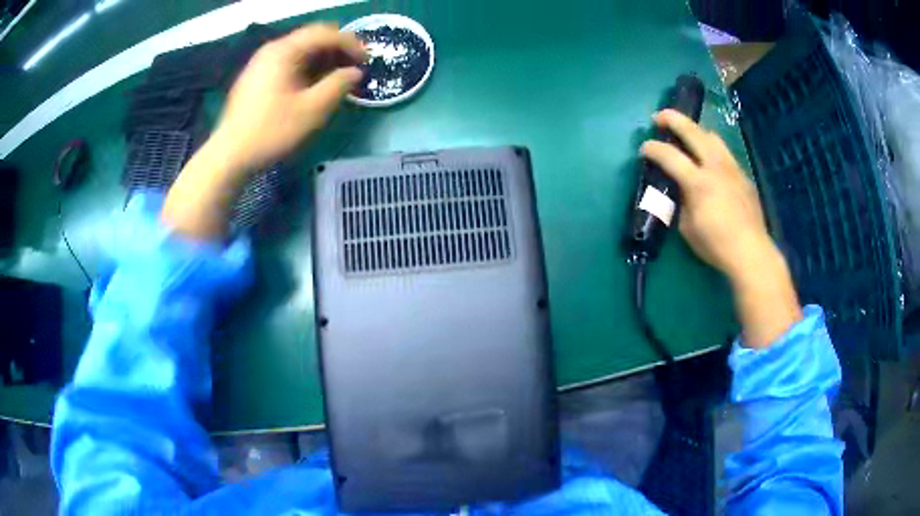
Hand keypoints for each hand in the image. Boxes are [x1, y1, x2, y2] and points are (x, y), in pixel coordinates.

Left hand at [211, 23, 365, 172]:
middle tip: (355, 66)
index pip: (325, 34)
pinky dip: (307, 67)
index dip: (350, 44)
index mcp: (284, 51)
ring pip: (300, 50)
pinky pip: (289, 62)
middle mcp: (272, 50)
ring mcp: (261, 63)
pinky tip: (315, 84)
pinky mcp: (257, 77)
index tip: (367, 60)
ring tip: (339, 76)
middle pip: (312, 37)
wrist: (229, 156)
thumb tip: (355, 73)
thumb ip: (339, 85)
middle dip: (337, 49)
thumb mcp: (312, 110)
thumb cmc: (271, 131)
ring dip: (323, 59)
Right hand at [640, 109, 800, 347]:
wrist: (751, 252)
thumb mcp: (687, 229)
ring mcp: (732, 169)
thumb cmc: (716, 245)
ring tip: (687, 134)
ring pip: (713, 137)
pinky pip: (725, 154)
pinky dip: (712, 149)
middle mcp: (716, 167)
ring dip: (696, 131)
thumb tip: (679, 190)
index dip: (653, 149)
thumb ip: (680, 203)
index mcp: (699, 182)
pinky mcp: (743, 176)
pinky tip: (710, 161)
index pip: (670, 156)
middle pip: (693, 132)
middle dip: (673, 119)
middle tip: (660, 116)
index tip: (644, 148)